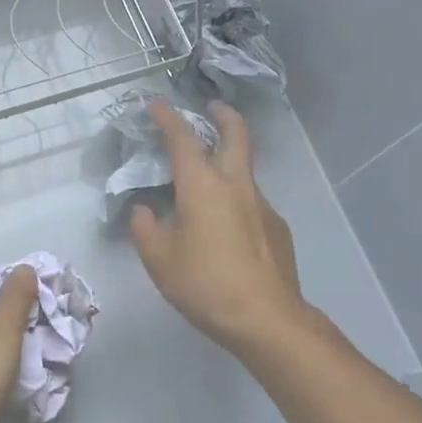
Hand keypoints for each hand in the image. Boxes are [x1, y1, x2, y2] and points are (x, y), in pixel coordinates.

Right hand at [130, 100, 306, 353]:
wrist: (266, 318)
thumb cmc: (205, 284)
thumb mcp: (160, 260)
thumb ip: (146, 230)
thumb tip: (144, 211)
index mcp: (203, 187)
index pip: (183, 139)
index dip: (168, 118)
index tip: (156, 104)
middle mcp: (236, 186)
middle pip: (236, 135)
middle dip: (223, 115)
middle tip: (212, 108)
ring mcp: (262, 206)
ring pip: (245, 171)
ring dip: (229, 161)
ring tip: (208, 184)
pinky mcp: (277, 228)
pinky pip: (252, 203)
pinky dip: (236, 201)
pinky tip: (226, 230)